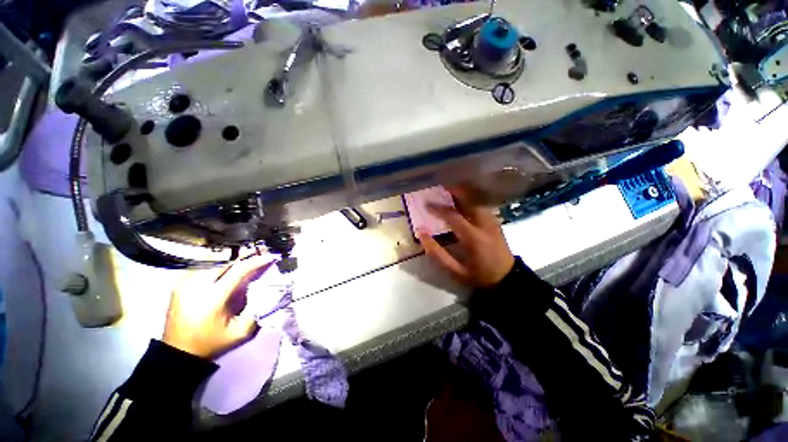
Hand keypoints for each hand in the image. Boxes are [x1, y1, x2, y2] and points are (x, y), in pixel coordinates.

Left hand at [163, 255, 275, 357]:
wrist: (177, 353)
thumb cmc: (211, 343)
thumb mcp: (240, 332)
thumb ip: (256, 310)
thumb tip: (267, 290)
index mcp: (212, 298)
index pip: (238, 270)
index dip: (256, 261)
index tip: (270, 256)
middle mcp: (196, 286)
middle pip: (226, 261)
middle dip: (245, 256)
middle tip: (260, 253)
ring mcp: (184, 283)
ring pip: (214, 261)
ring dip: (232, 259)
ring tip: (246, 257)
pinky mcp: (179, 284)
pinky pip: (203, 266)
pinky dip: (218, 263)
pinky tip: (226, 266)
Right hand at [417, 186, 514, 287]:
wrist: (507, 279)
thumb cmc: (478, 276)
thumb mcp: (455, 271)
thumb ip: (437, 253)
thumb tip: (422, 234)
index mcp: (474, 238)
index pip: (453, 216)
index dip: (438, 208)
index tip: (426, 204)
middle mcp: (485, 225)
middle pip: (469, 200)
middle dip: (454, 190)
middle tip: (439, 184)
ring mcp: (492, 221)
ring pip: (476, 199)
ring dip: (462, 192)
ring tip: (448, 188)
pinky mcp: (495, 221)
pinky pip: (481, 204)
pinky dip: (470, 197)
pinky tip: (461, 197)